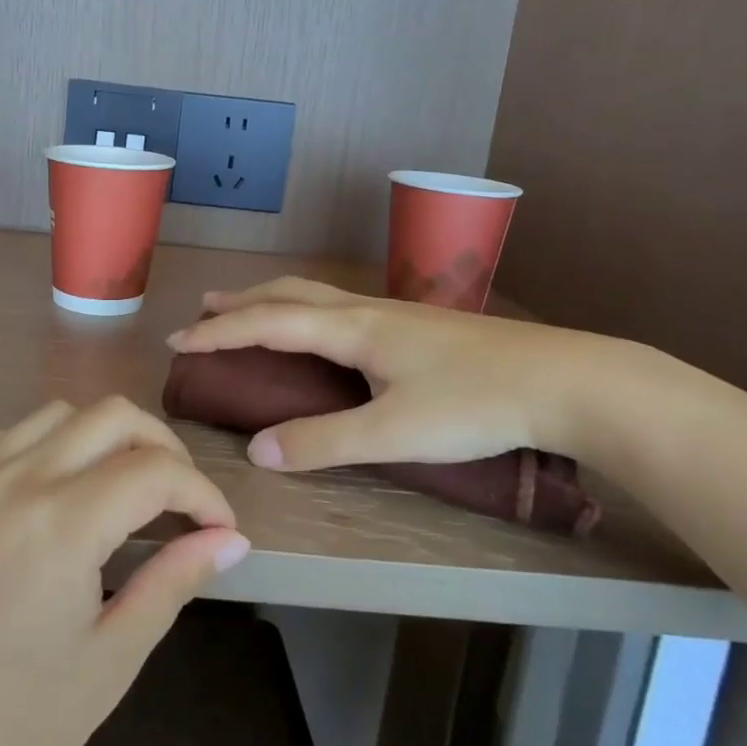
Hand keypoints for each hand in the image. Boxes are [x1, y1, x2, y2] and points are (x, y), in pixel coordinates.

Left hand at [0, 396, 250, 745]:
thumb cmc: (24, 725)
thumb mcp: (114, 655)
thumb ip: (175, 579)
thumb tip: (231, 538)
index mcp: (62, 525)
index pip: (155, 470)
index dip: (201, 493)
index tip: (217, 527)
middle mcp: (14, 481)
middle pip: (111, 415)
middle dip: (160, 447)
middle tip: (175, 498)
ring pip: (55, 414)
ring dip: (100, 440)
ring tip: (114, 490)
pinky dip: (39, 448)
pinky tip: (47, 492)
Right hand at [168, 277, 622, 471]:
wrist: (567, 381)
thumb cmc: (475, 405)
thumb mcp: (393, 433)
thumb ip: (322, 441)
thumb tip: (257, 451)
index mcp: (351, 328)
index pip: (267, 322)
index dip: (219, 332)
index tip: (179, 340)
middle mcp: (365, 311)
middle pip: (287, 294)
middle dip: (240, 303)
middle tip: (204, 312)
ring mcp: (394, 314)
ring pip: (315, 295)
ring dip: (272, 301)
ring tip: (248, 311)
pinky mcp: (416, 327)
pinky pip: (338, 307)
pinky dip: (304, 310)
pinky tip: (320, 331)